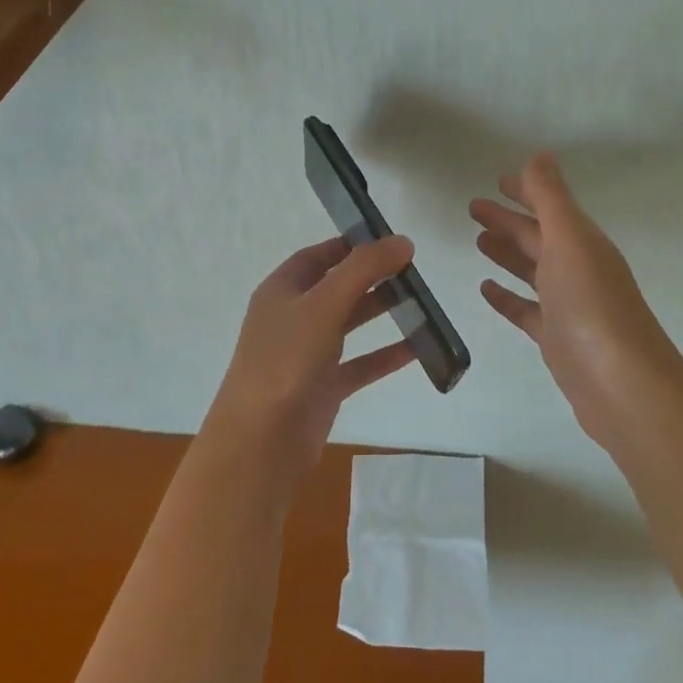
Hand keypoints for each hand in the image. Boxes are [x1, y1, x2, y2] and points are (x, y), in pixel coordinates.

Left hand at [209, 235, 417, 483]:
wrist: (260, 442)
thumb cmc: (285, 360)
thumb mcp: (323, 305)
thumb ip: (363, 269)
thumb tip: (402, 240)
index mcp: (282, 290)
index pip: (318, 256)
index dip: (350, 245)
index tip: (389, 240)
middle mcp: (292, 318)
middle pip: (337, 288)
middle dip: (372, 277)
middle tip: (414, 270)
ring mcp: (307, 354)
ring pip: (349, 324)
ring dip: (381, 312)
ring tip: (422, 302)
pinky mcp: (323, 387)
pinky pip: (360, 364)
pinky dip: (385, 355)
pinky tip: (418, 349)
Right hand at [471, 154, 682, 453]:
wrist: (622, 386)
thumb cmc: (592, 306)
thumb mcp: (569, 241)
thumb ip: (551, 198)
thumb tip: (540, 154)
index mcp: (583, 242)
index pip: (550, 207)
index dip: (527, 191)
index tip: (498, 180)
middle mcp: (577, 268)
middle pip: (538, 236)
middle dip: (508, 219)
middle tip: (473, 207)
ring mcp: (567, 305)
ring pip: (531, 269)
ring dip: (507, 252)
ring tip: (478, 239)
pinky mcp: (555, 338)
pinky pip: (526, 308)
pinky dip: (507, 296)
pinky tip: (485, 287)